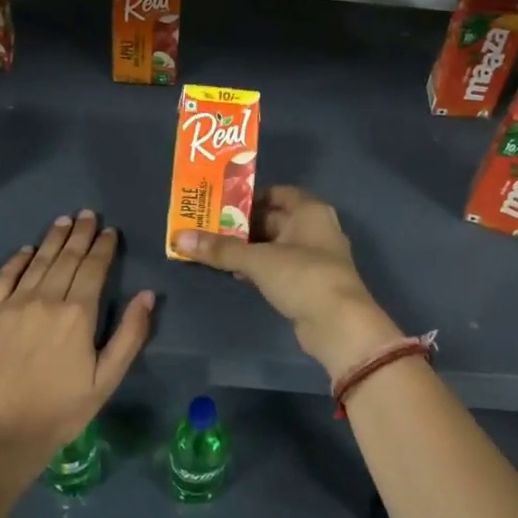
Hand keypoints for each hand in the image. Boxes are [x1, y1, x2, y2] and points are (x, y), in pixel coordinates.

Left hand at [0, 210, 153, 470]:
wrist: (3, 435)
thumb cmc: (63, 409)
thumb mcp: (108, 378)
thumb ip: (130, 334)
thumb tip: (147, 295)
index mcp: (79, 314)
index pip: (94, 268)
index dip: (104, 247)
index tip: (110, 231)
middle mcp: (46, 299)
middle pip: (67, 258)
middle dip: (80, 234)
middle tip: (88, 214)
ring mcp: (13, 305)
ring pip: (37, 261)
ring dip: (53, 238)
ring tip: (64, 221)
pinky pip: (4, 277)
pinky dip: (17, 260)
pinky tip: (27, 249)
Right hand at [173, 185, 398, 377]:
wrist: (338, 324)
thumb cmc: (302, 276)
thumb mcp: (257, 259)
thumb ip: (220, 249)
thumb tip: (179, 238)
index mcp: (310, 211)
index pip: (279, 193)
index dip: (251, 196)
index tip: (222, 203)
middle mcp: (315, 228)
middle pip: (275, 219)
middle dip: (244, 224)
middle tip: (209, 227)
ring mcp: (315, 258)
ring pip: (275, 245)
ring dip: (249, 248)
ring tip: (215, 250)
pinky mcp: (309, 283)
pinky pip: (280, 267)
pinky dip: (260, 267)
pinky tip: (236, 274)